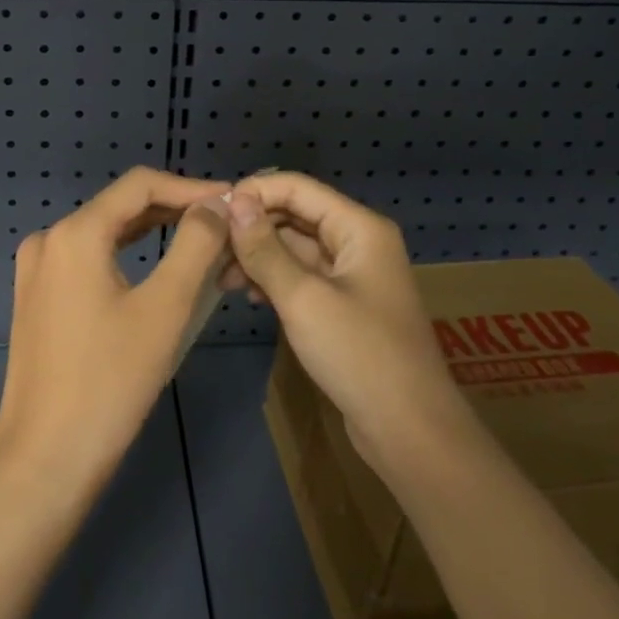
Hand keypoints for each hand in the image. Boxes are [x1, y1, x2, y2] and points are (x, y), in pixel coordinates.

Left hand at [0, 168, 231, 499]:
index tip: (233, 200)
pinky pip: (89, 259)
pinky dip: (127, 256)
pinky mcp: (37, 297)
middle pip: (121, 206)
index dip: (191, 187)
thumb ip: (195, 245)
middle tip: (225, 225)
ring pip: (106, 233)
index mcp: (75, 233)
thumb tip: (216, 204)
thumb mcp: (165, 308)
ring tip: (202, 242)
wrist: (46, 457)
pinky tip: (158, 269)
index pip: (140, 184)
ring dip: (154, 233)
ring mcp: (37, 269)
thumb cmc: (111, 382)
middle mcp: (49, 239)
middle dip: (175, 209)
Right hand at [225, 172, 467, 475]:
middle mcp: (357, 242)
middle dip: (252, 228)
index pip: (297, 188)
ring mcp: (351, 275)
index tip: (211, 213)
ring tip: (220, 278)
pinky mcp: (343, 306)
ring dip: (258, 257)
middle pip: (295, 216)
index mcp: (359, 228)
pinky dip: (274, 280)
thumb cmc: (359, 354)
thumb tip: (233, 201)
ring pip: (294, 248)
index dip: (254, 193)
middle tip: (209, 249)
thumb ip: (265, 248)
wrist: (409, 431)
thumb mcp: (303, 298)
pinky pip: (301, 277)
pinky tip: (248, 296)